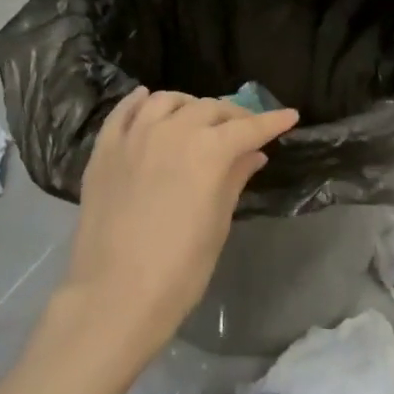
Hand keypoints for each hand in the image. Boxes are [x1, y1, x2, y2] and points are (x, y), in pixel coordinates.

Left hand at [58, 88, 298, 363]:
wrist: (116, 294)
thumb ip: (234, 179)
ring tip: (199, 117)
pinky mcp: (104, 150)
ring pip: (166, 101)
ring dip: (190, 104)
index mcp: (207, 151)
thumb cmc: (180, 268)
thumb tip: (253, 155)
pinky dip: (140, 101)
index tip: (289, 116)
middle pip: (209, 108)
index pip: (247, 128)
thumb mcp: (217, 223)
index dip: (272, 121)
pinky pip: (123, 111)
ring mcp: (133, 136)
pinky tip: (148, 100)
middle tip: (246, 128)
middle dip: (234, 115)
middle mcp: (171, 131)